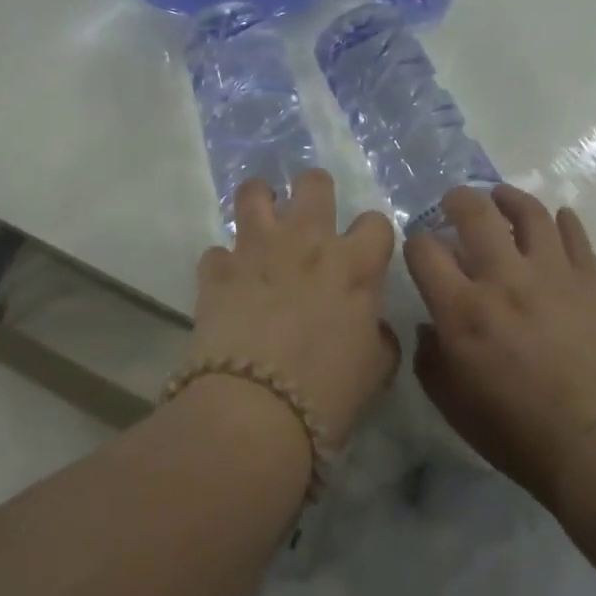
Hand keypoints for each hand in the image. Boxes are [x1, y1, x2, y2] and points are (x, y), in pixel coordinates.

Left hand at [189, 170, 398, 448]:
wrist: (255, 411)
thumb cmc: (327, 394)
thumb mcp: (375, 370)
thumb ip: (378, 336)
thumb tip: (372, 326)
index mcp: (353, 265)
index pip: (376, 222)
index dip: (372, 236)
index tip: (365, 253)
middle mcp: (306, 242)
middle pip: (314, 183)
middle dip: (315, 191)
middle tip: (310, 219)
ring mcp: (257, 249)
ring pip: (254, 193)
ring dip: (260, 202)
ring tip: (261, 223)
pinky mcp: (217, 270)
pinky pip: (217, 251)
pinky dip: (224, 265)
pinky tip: (227, 284)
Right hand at [405, 185, 595, 505]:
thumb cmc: (516, 432)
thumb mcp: (451, 404)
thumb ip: (430, 358)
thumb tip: (430, 327)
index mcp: (462, 309)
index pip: (424, 250)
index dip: (416, 243)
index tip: (422, 250)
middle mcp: (503, 279)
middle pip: (474, 214)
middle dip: (457, 200)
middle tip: (455, 203)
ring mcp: (552, 274)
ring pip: (528, 213)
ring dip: (508, 198)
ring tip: (501, 198)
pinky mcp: (591, 280)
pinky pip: (575, 234)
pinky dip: (562, 221)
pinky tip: (555, 220)